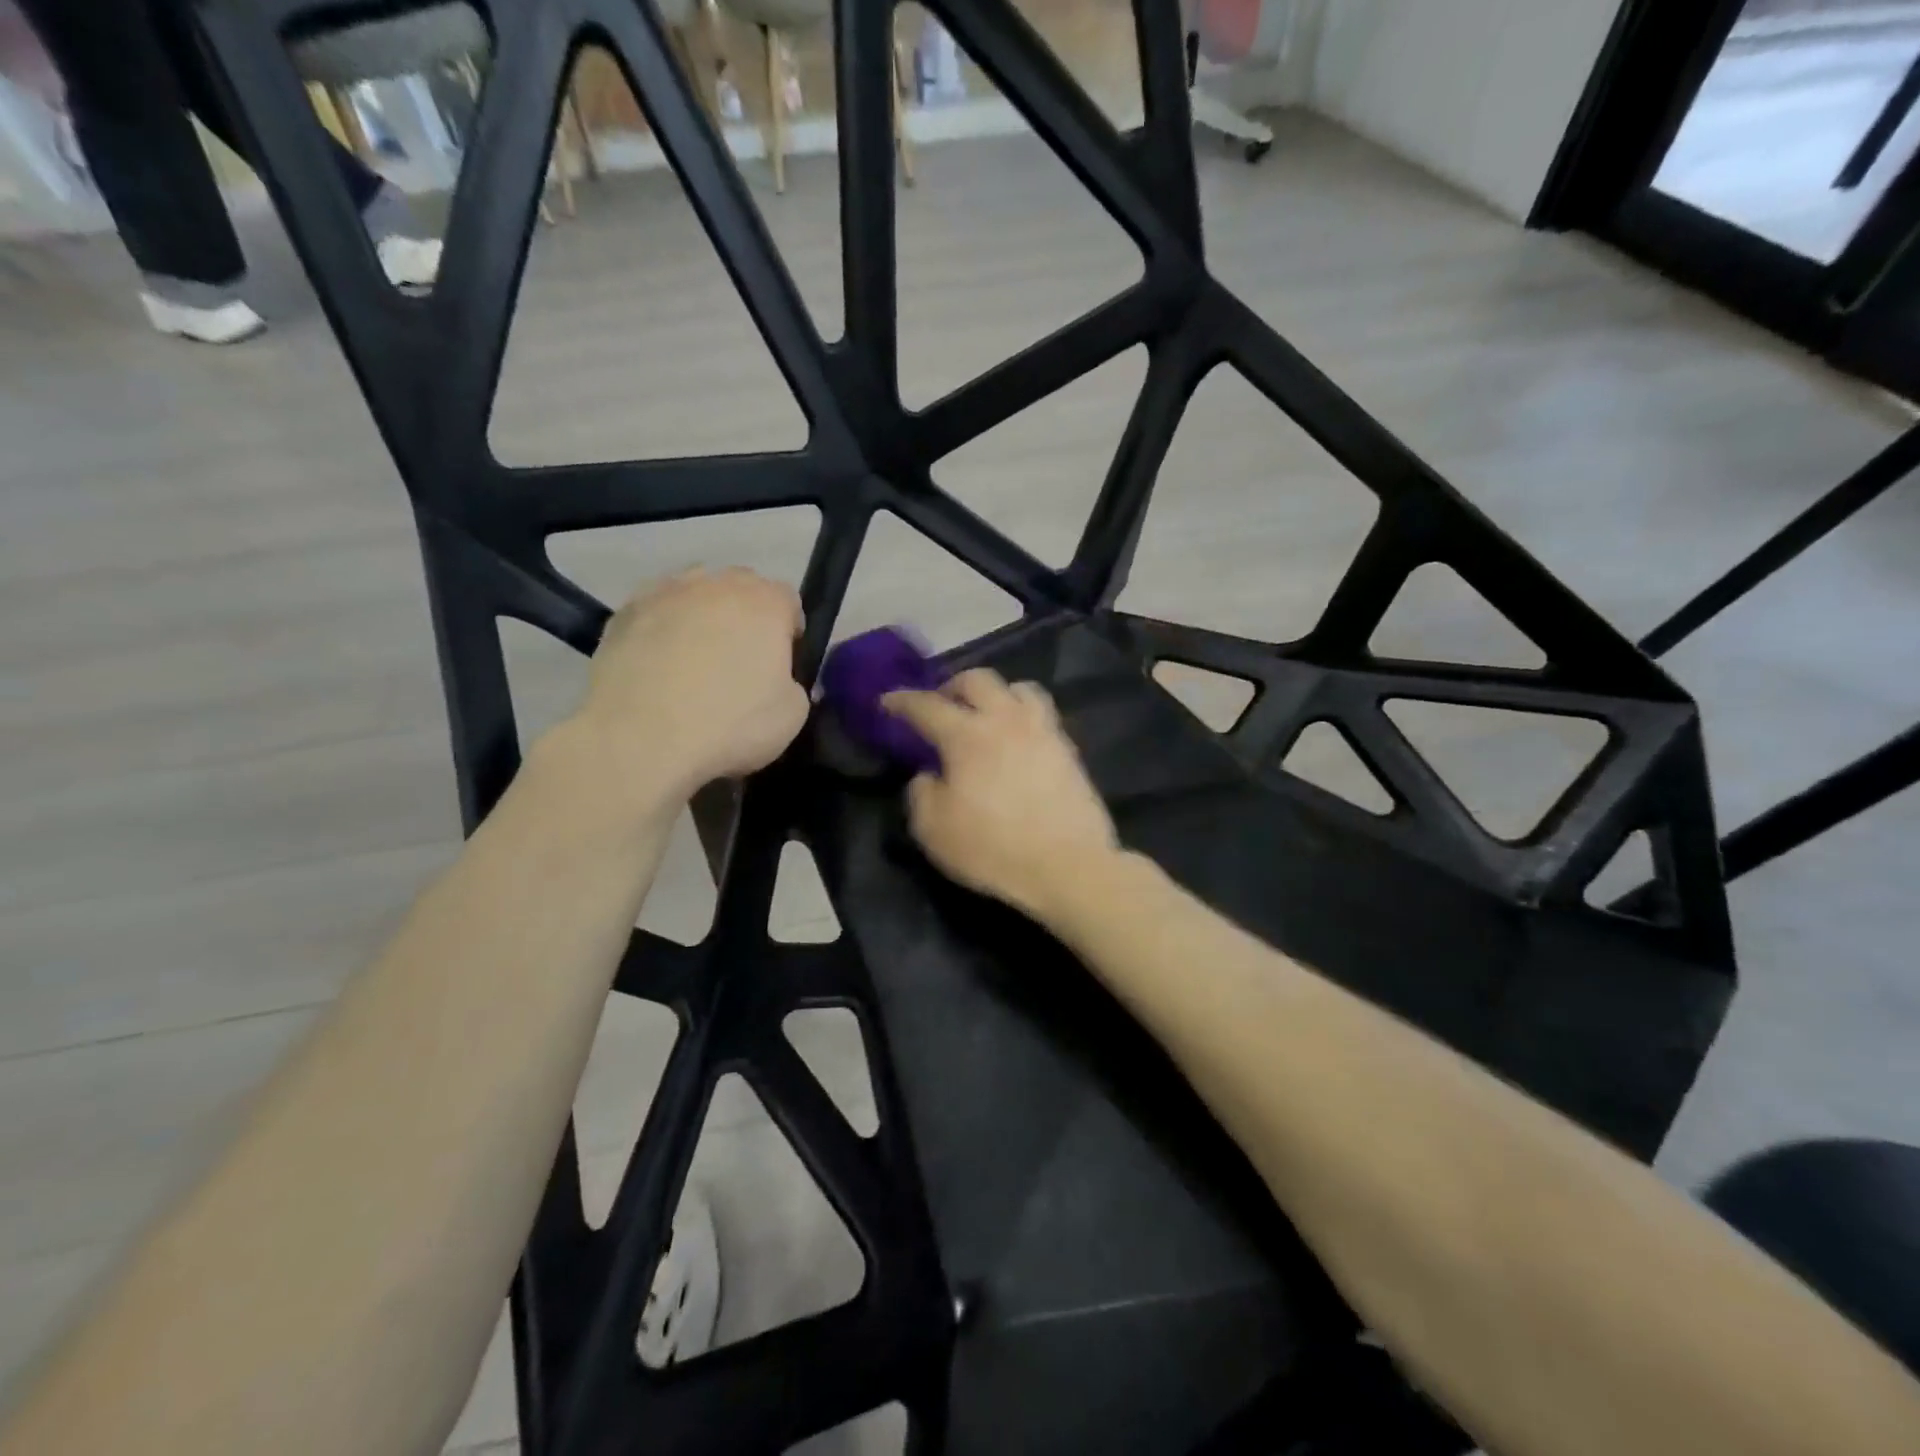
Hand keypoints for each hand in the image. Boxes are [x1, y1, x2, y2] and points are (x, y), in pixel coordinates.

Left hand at [566, 568, 808, 804]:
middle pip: (740, 587)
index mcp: (765, 603)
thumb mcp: (792, 715)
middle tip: (739, 659)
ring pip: (693, 592)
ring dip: (701, 615)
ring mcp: (665, 593)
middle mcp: (716, 585)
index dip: (788, 630)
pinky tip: (657, 664)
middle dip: (745, 615)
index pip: (788, 600)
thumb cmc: (730, 724)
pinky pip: (654, 612)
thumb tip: (777, 679)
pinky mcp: (624, 612)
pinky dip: (661, 629)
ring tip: (693, 657)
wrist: (641, 737)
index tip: (781, 662)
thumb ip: (791, 683)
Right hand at [884, 670, 1118, 921]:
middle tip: (941, 707)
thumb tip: (928, 774)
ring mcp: (1042, 730)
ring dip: (994, 693)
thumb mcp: (934, 830)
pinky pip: (1041, 713)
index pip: (926, 705)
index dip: (902, 700)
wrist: (1068, 866)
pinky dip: (1022, 714)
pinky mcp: (1067, 747)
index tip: (887, 701)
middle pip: (977, 680)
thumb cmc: (993, 849)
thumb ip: (921, 793)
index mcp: (967, 735)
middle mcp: (1005, 720)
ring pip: (1017, 688)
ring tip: (986, 715)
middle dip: (951, 687)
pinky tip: (1017, 738)